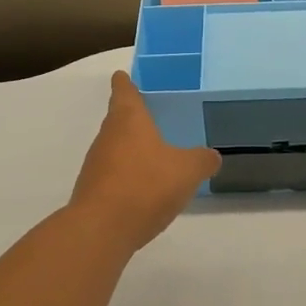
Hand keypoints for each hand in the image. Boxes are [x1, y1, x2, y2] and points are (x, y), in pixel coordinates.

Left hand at [69, 71, 221, 249]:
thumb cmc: (145, 185)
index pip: (124, 91)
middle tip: (150, 115)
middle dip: (132, 118)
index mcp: (128, 120)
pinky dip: (127, 176)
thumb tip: (212, 156)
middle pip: (118, 120)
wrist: (101, 230)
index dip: (125, 83)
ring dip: (130, 150)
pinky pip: (113, 176)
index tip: (123, 76)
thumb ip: (202, 160)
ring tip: (153, 154)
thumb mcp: (187, 171)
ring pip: (115, 148)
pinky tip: (144, 189)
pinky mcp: (93, 192)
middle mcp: (107, 137)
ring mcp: (96, 165)